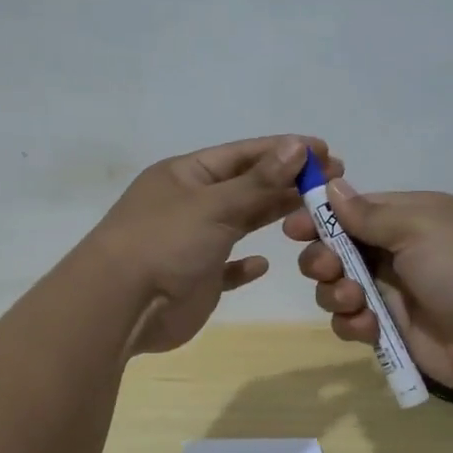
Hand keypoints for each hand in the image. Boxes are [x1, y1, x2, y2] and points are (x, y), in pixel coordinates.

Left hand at [91, 135, 340, 355]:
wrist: (120, 306)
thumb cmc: (165, 243)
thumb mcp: (214, 205)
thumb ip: (258, 180)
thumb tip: (298, 146)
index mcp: (187, 175)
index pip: (243, 154)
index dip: (284, 150)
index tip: (325, 150)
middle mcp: (189, 204)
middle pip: (246, 186)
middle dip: (286, 182)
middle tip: (332, 182)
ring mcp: (192, 242)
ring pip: (240, 222)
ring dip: (271, 216)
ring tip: (313, 213)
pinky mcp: (196, 279)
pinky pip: (226, 267)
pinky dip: (244, 265)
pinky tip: (264, 263)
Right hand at [282, 185, 452, 392]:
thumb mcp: (417, 227)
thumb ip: (368, 213)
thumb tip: (331, 187)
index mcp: (407, 219)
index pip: (352, 212)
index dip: (320, 219)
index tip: (294, 228)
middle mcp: (397, 253)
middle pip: (337, 251)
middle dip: (323, 259)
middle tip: (328, 268)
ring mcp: (394, 293)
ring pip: (339, 289)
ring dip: (336, 293)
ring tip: (356, 301)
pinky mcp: (393, 331)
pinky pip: (354, 323)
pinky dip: (352, 324)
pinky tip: (366, 327)